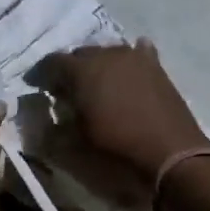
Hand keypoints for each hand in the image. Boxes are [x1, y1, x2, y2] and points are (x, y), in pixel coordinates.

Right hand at [38, 39, 208, 183]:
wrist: (172, 156)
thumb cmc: (118, 152)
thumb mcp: (76, 147)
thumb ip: (56, 128)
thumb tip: (48, 119)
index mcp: (82, 71)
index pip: (52, 62)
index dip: (41, 75)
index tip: (37, 88)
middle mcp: (107, 55)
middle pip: (81, 54)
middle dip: (70, 70)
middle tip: (66, 91)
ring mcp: (136, 58)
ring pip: (108, 54)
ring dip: (98, 66)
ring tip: (96, 86)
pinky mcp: (157, 68)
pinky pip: (137, 55)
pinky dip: (127, 64)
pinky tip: (127, 72)